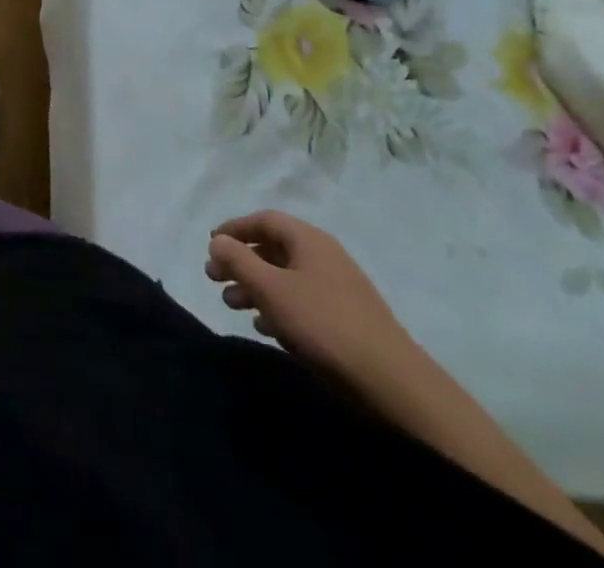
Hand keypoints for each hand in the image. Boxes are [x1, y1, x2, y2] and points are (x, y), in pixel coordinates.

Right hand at [206, 210, 412, 381]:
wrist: (392, 384)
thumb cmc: (323, 324)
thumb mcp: (271, 288)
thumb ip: (238, 260)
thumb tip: (217, 241)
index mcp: (309, 240)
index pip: (264, 220)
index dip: (234, 229)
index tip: (211, 244)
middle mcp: (324, 257)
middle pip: (272, 249)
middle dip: (240, 262)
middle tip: (214, 279)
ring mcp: (338, 290)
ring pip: (285, 278)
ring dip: (255, 287)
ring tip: (233, 305)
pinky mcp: (346, 320)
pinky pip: (302, 302)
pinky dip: (278, 308)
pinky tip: (265, 327)